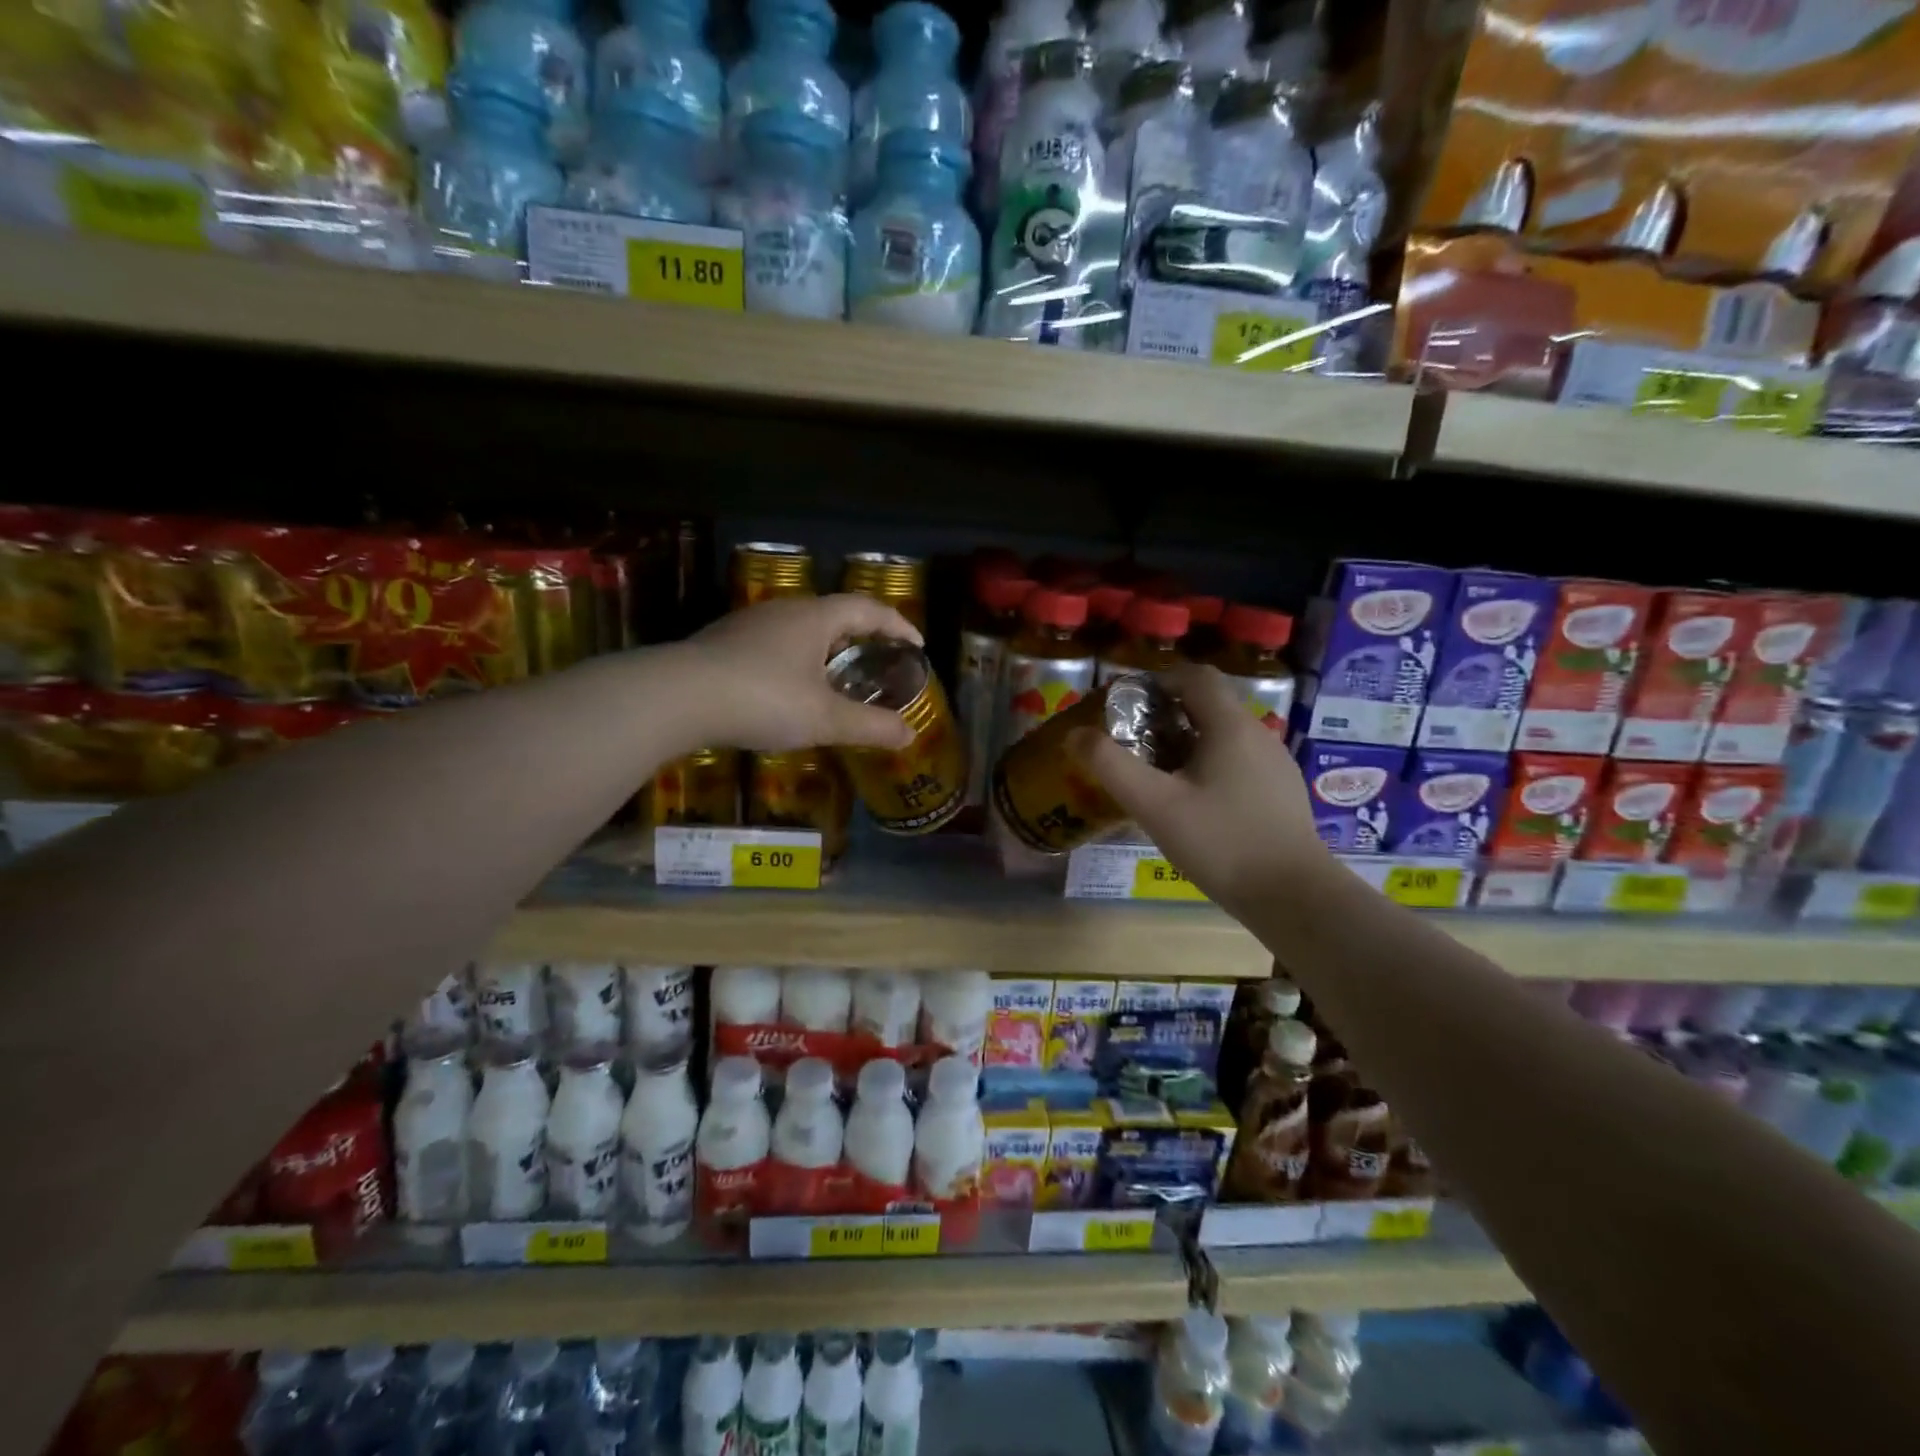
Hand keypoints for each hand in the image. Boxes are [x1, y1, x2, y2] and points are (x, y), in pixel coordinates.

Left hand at [683, 595, 921, 752]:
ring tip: (837, 678)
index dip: (897, 625)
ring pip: (800, 630)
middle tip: (879, 662)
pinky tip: (789, 690)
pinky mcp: (722, 644)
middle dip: (861, 637)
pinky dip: (796, 662)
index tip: (916, 645)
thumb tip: (910, 735)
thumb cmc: (763, 698)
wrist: (676, 698)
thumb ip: (870, 726)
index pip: (867, 609)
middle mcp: (783, 611)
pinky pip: (774, 645)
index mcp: (815, 618)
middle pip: (833, 615)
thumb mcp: (824, 718)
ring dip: (825, 650)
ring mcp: (748, 625)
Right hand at [1067, 662, 1332, 917]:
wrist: (1294, 897)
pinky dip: (1209, 767)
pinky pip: (1238, 762)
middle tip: (1133, 745)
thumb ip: (1112, 766)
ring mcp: (1275, 764)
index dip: (1159, 681)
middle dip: (1166, 716)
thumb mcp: (1155, 805)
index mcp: (1230, 726)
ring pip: (1223, 736)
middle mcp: (1258, 734)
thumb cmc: (1221, 842)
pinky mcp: (1281, 793)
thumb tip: (1076, 735)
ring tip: (1157, 776)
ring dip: (1187, 744)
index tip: (1128, 706)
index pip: (1196, 676)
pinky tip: (1193, 805)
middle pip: (1208, 706)